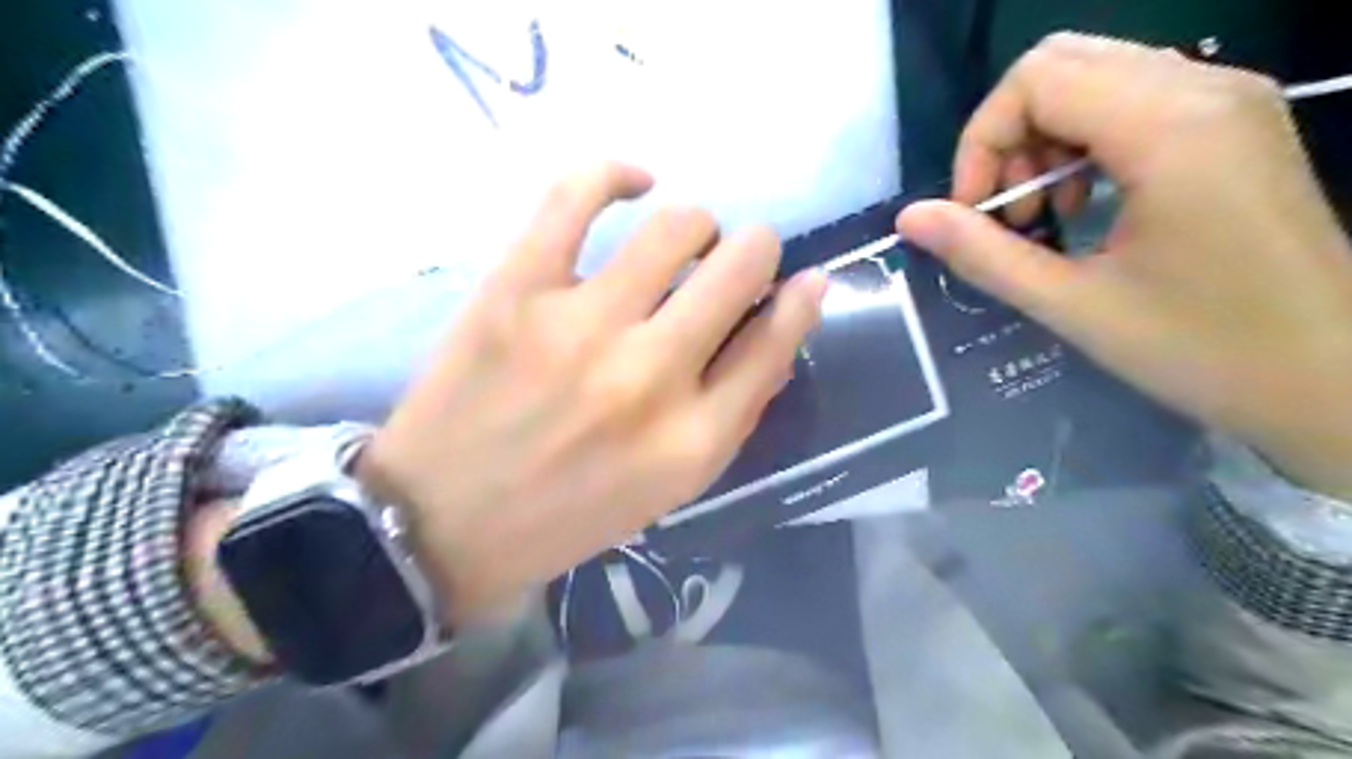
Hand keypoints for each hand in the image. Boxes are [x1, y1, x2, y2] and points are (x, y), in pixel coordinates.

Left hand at [353, 162, 830, 620]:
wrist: (444, 522)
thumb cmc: (569, 514)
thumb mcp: (670, 488)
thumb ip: (730, 413)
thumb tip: (776, 329)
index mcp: (694, 440)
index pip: (776, 341)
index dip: (800, 300)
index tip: (803, 281)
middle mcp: (651, 376)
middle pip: (740, 268)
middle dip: (755, 253)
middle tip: (735, 261)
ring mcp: (581, 325)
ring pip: (678, 226)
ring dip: (698, 226)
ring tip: (683, 241)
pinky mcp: (517, 289)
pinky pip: (577, 195)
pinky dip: (615, 173)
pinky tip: (634, 181)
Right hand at [896, 32, 1350, 496]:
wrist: (1331, 380)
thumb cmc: (1201, 350)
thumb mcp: (1072, 306)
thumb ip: (981, 254)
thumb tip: (909, 218)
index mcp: (1169, 127)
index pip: (1035, 80)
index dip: (981, 143)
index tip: (975, 216)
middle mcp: (1205, 87)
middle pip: (1061, 63)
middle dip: (1007, 137)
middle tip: (1004, 213)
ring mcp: (1228, 99)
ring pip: (1094, 76)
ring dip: (1042, 140)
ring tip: (1041, 216)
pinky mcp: (1234, 122)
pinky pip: (1132, 98)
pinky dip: (1082, 141)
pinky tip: (1084, 203)